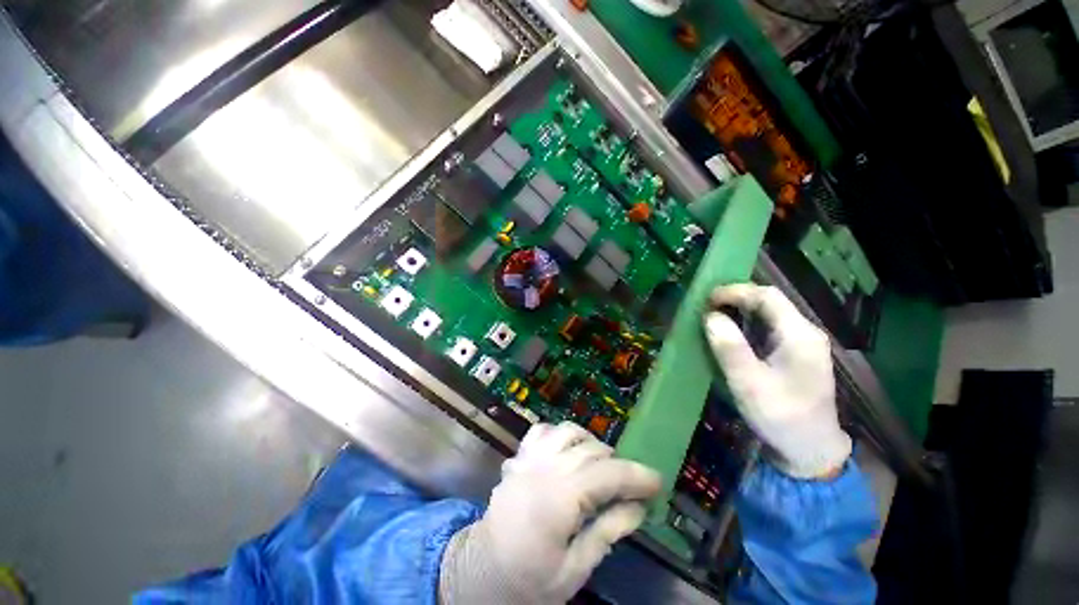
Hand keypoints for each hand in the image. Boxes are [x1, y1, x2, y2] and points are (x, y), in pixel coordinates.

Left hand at [439, 422, 660, 603]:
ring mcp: (529, 458)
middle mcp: (545, 469)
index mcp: (559, 499)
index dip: (637, 476)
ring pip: (568, 431)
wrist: (482, 571)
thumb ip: (608, 532)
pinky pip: (542, 430)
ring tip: (598, 466)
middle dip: (617, 464)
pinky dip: (560, 434)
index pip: (608, 475)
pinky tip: (565, 452)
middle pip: (591, 450)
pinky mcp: (519, 457)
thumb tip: (638, 507)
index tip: (658, 482)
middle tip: (629, 486)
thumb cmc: (529, 579)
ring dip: (589, 444)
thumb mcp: (575, 569)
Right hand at [704, 284, 850, 478]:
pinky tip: (731, 334)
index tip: (706, 299)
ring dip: (740, 311)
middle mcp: (805, 333)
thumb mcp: (749, 383)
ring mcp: (803, 344)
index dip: (735, 291)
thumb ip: (730, 348)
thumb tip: (710, 316)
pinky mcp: (796, 355)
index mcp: (799, 335)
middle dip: (736, 299)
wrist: (811, 450)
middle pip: (770, 302)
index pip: (767, 296)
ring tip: (712, 317)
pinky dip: (746, 325)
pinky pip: (769, 329)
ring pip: (769, 314)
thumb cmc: (780, 416)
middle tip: (705, 307)